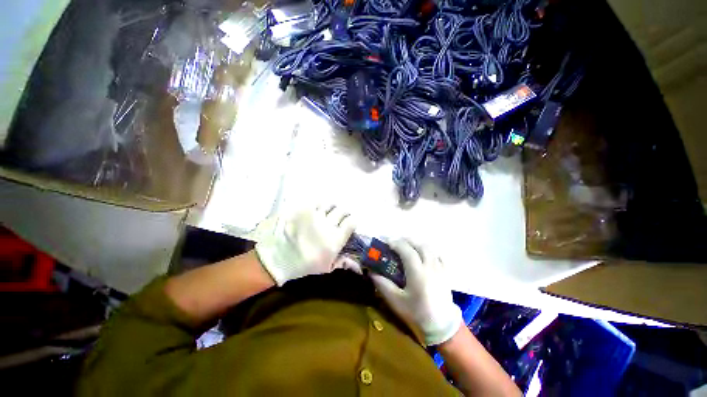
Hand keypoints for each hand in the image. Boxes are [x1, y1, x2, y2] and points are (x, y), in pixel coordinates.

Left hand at [255, 205, 354, 285]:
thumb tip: (356, 264)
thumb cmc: (305, 265)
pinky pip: (316, 202)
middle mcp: (329, 225)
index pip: (351, 223)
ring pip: (330, 205)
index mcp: (336, 239)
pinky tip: (317, 209)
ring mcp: (316, 216)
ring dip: (332, 207)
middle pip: (342, 211)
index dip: (352, 221)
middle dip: (343, 213)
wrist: (280, 258)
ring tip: (329, 211)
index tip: (349, 224)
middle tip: (340, 216)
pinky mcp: (304, 211)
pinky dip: (319, 204)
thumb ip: (342, 262)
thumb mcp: (326, 268)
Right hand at [370, 240, 461, 345]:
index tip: (386, 241)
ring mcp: (440, 268)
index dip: (396, 243)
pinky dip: (428, 250)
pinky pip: (437, 255)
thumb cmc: (418, 313)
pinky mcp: (445, 272)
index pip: (407, 250)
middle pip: (418, 245)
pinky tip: (423, 254)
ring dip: (416, 243)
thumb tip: (371, 272)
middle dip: (405, 240)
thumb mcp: (397, 302)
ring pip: (428, 248)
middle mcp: (430, 266)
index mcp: (417, 273)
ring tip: (407, 246)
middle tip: (395, 242)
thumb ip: (383, 285)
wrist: (442, 325)